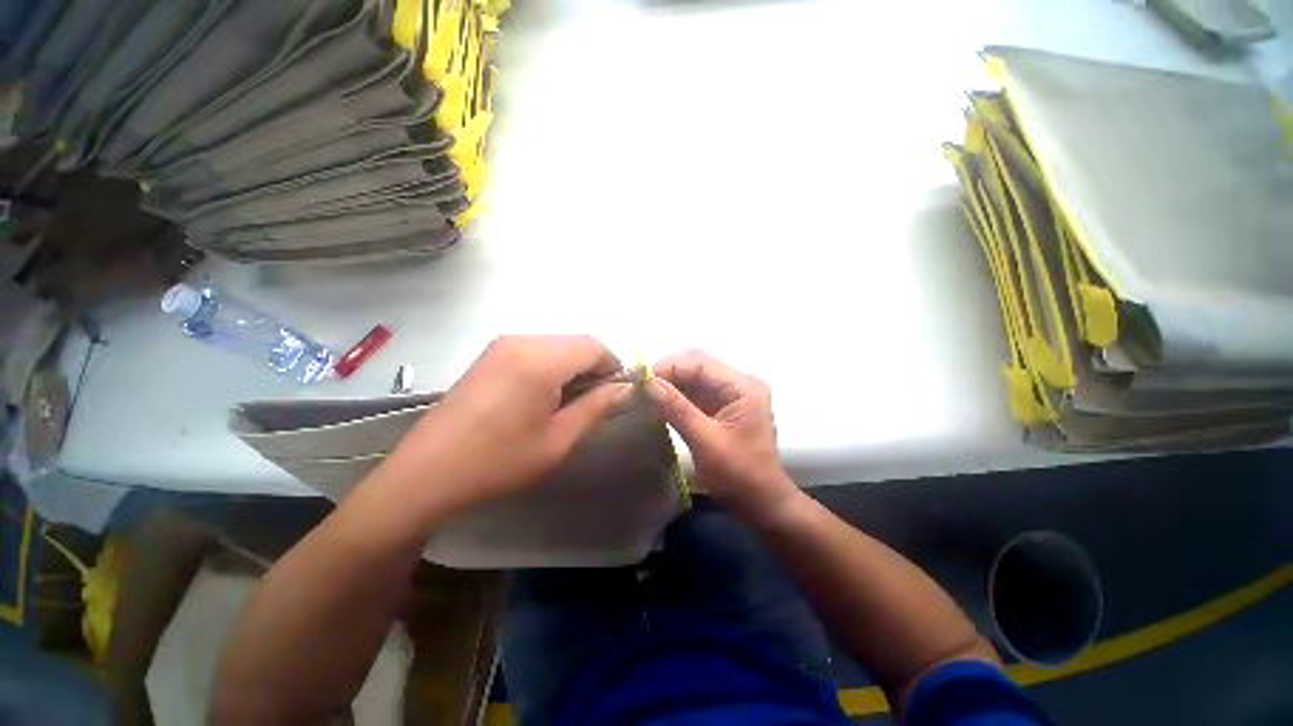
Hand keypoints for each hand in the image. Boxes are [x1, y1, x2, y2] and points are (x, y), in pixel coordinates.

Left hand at [374, 335, 632, 520]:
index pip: (594, 346)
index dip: (613, 367)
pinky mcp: (490, 355)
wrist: (426, 474)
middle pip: (576, 342)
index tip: (616, 395)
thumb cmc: (499, 461)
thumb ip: (597, 407)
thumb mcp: (558, 440)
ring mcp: (502, 345)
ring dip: (573, 367)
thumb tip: (626, 389)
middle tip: (595, 402)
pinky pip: (536, 350)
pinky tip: (543, 395)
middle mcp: (522, 341)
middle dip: (594, 367)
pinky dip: (552, 366)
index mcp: (541, 360)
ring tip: (569, 402)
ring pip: (557, 345)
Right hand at [648, 349, 800, 523]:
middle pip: (697, 365)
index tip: (642, 381)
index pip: (700, 362)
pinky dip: (675, 396)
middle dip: (668, 373)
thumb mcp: (706, 442)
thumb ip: (677, 409)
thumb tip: (649, 383)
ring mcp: (730, 395)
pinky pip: (694, 393)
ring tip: (644, 393)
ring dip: (669, 384)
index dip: (669, 367)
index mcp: (743, 386)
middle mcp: (738, 383)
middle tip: (641, 387)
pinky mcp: (721, 407)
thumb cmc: (739, 475)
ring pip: (693, 378)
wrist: (762, 504)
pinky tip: (658, 402)